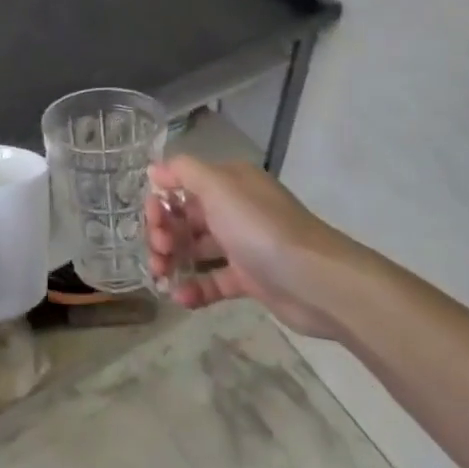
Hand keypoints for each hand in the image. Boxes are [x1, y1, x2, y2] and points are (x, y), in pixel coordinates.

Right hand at [144, 157, 350, 338]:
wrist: (316, 280)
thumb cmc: (260, 226)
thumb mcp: (218, 186)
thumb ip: (183, 172)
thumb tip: (154, 170)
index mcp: (228, 182)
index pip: (182, 185)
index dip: (161, 202)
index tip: (153, 220)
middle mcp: (234, 209)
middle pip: (186, 218)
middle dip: (164, 233)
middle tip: (158, 252)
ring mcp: (242, 245)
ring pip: (196, 250)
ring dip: (173, 260)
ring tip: (161, 277)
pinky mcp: (250, 279)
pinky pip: (214, 281)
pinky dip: (195, 288)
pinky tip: (180, 297)